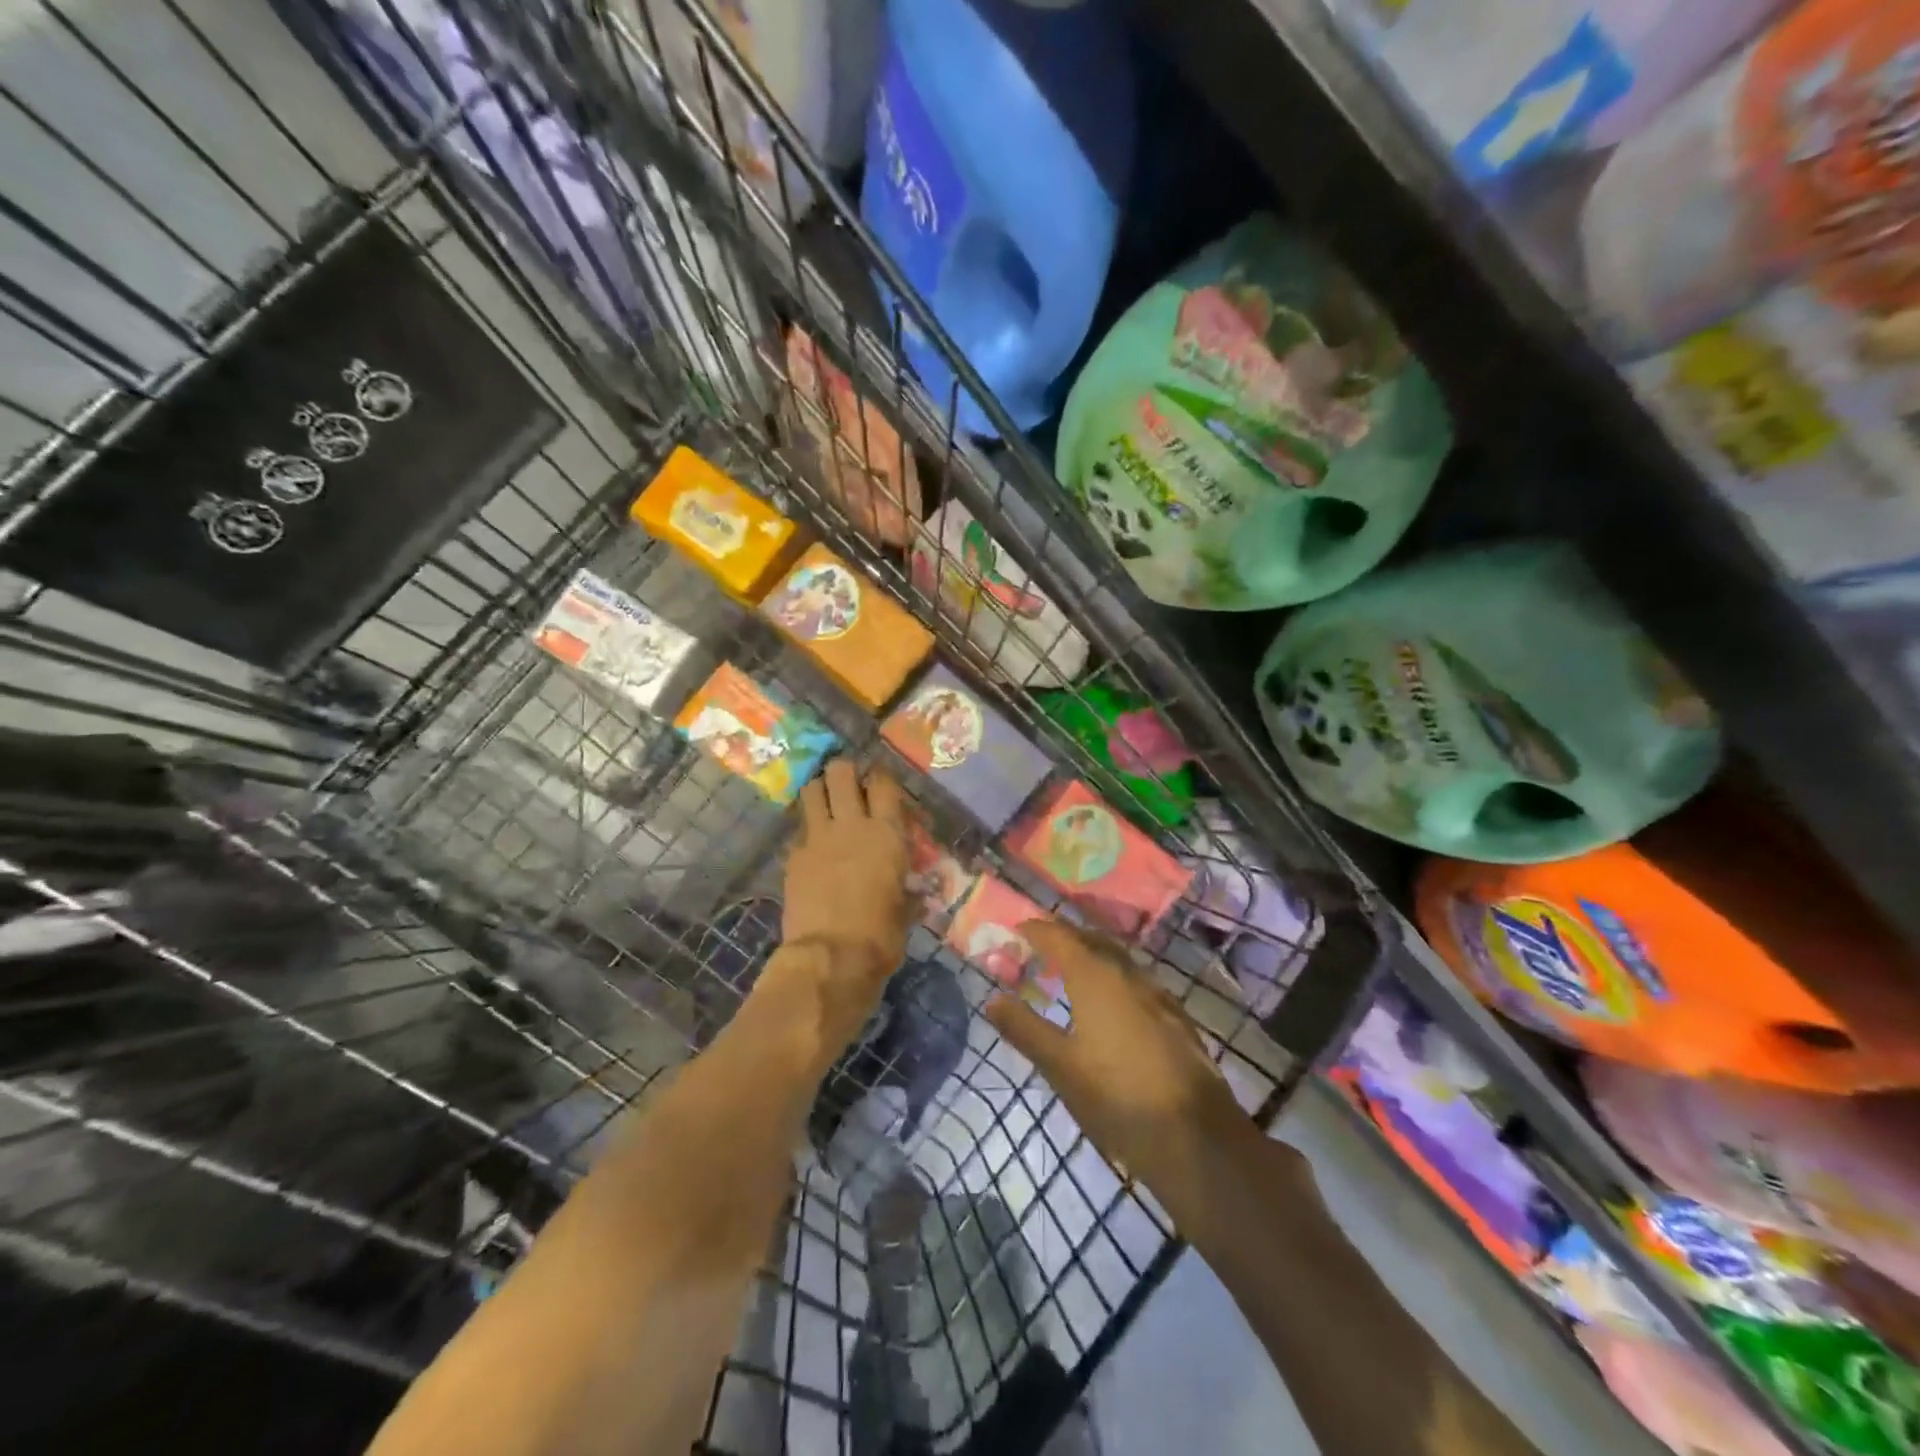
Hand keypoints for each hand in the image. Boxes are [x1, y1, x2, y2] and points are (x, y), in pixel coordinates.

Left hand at [775, 760, 913, 1042]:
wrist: (830, 958)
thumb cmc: (880, 936)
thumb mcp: (906, 912)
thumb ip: (908, 892)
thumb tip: (915, 893)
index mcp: (886, 834)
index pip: (883, 783)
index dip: (880, 777)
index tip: (880, 784)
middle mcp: (851, 825)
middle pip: (840, 772)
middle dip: (844, 771)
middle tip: (849, 785)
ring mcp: (817, 838)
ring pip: (811, 790)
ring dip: (818, 791)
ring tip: (825, 803)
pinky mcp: (793, 857)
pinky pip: (798, 830)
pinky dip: (805, 831)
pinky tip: (812, 846)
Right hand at [985, 923, 1258, 1209]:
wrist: (1196, 1137)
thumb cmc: (1117, 1097)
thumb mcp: (1060, 1066)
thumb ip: (1024, 1028)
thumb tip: (992, 998)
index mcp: (1095, 976)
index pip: (1059, 937)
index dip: (1036, 930)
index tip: (1017, 929)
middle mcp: (1128, 974)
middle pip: (1091, 941)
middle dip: (1064, 938)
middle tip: (1039, 947)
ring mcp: (1157, 994)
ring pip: (1117, 960)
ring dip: (1091, 957)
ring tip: (1069, 972)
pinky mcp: (1175, 1018)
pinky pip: (1135, 981)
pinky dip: (1113, 978)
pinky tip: (1110, 1004)